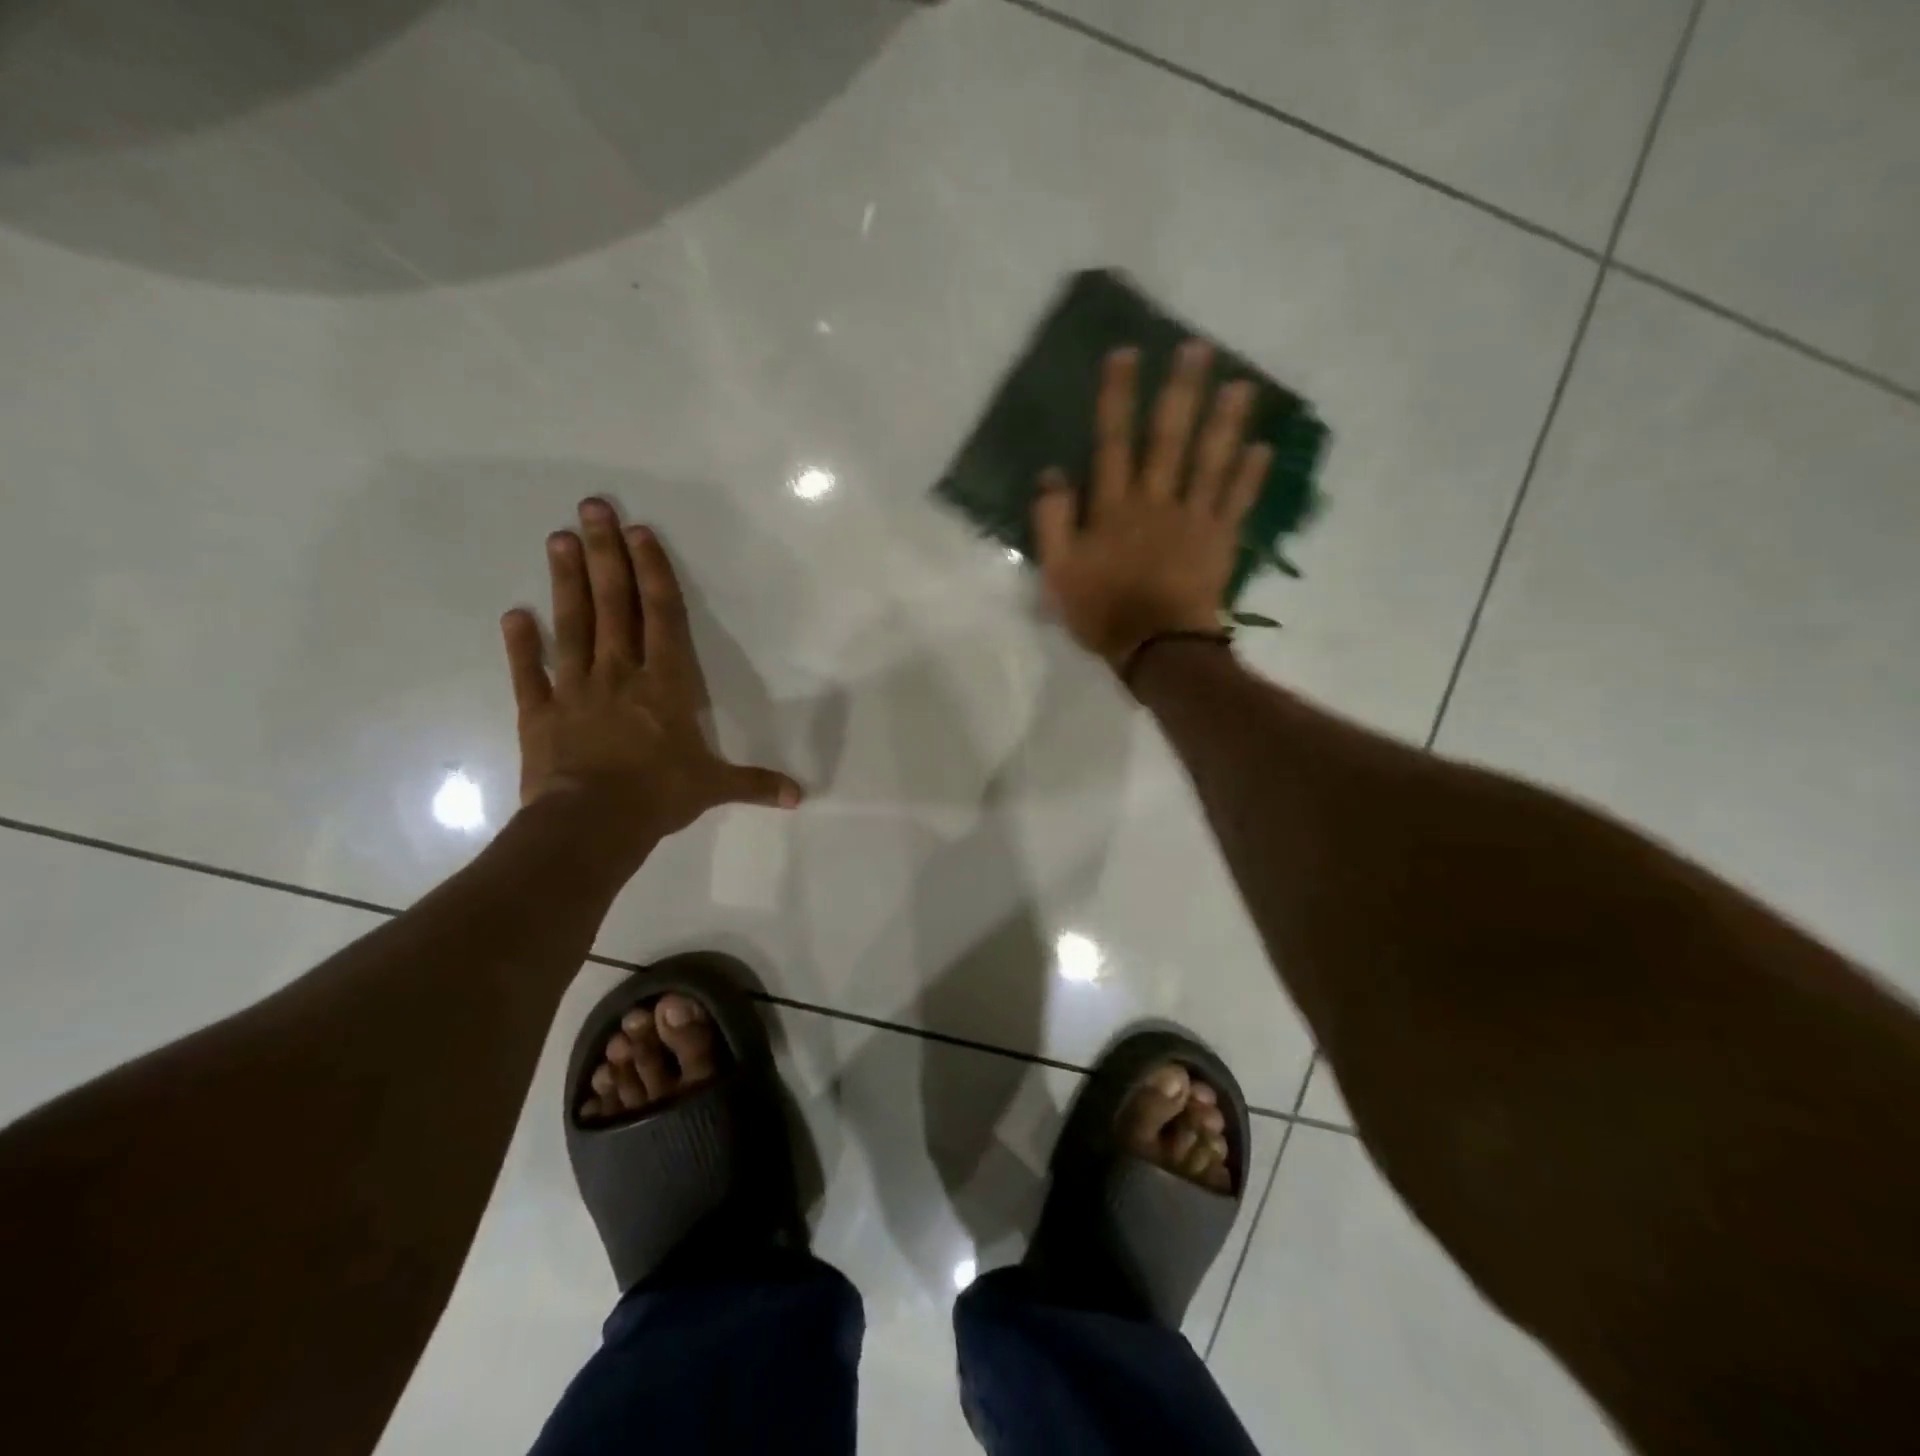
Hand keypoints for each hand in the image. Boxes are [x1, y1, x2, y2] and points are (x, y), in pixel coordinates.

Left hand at [501, 500, 802, 864]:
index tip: (639, 533)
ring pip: (572, 626)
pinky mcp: (540, 713)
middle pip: (613, 605)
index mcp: (666, 684)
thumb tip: (800, 797)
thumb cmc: (659, 796)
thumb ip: (755, 784)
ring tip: (559, 539)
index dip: (652, 573)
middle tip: (591, 508)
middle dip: (605, 555)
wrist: (592, 823)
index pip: (660, 617)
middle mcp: (620, 674)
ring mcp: (576, 690)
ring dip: (566, 582)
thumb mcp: (714, 787)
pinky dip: (521, 645)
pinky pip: (530, 673)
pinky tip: (515, 614)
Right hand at [1032, 341, 1270, 669]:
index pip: (1113, 441)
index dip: (1119, 397)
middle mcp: (1156, 500)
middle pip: (1170, 438)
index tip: (1128, 354)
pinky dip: (1251, 475)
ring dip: (1227, 421)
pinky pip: (1238, 501)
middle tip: (1199, 348)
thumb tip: (1051, 474)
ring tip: (1242, 384)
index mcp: (1114, 507)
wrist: (1156, 648)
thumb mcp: (1058, 571)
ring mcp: (1194, 518)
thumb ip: (1053, 521)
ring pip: (1211, 461)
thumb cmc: (1101, 611)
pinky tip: (1264, 447)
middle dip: (1182, 391)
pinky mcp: (1221, 540)